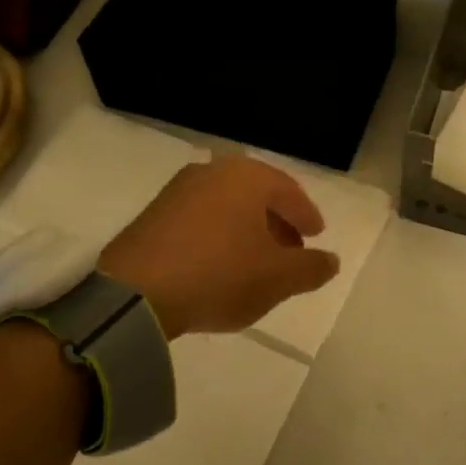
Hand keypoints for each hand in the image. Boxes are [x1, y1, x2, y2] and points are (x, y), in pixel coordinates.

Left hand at [100, 154, 340, 339]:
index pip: (289, 191)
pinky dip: (218, 235)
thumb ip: (311, 268)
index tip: (316, 236)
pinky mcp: (153, 214)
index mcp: (247, 177)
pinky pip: (200, 218)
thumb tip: (330, 261)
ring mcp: (178, 190)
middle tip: (291, 250)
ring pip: (227, 206)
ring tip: (256, 261)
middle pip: (256, 195)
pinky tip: (219, 264)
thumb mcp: (278, 278)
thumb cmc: (220, 275)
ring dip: (246, 229)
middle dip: (277, 222)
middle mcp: (212, 172)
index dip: (307, 215)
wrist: (136, 292)